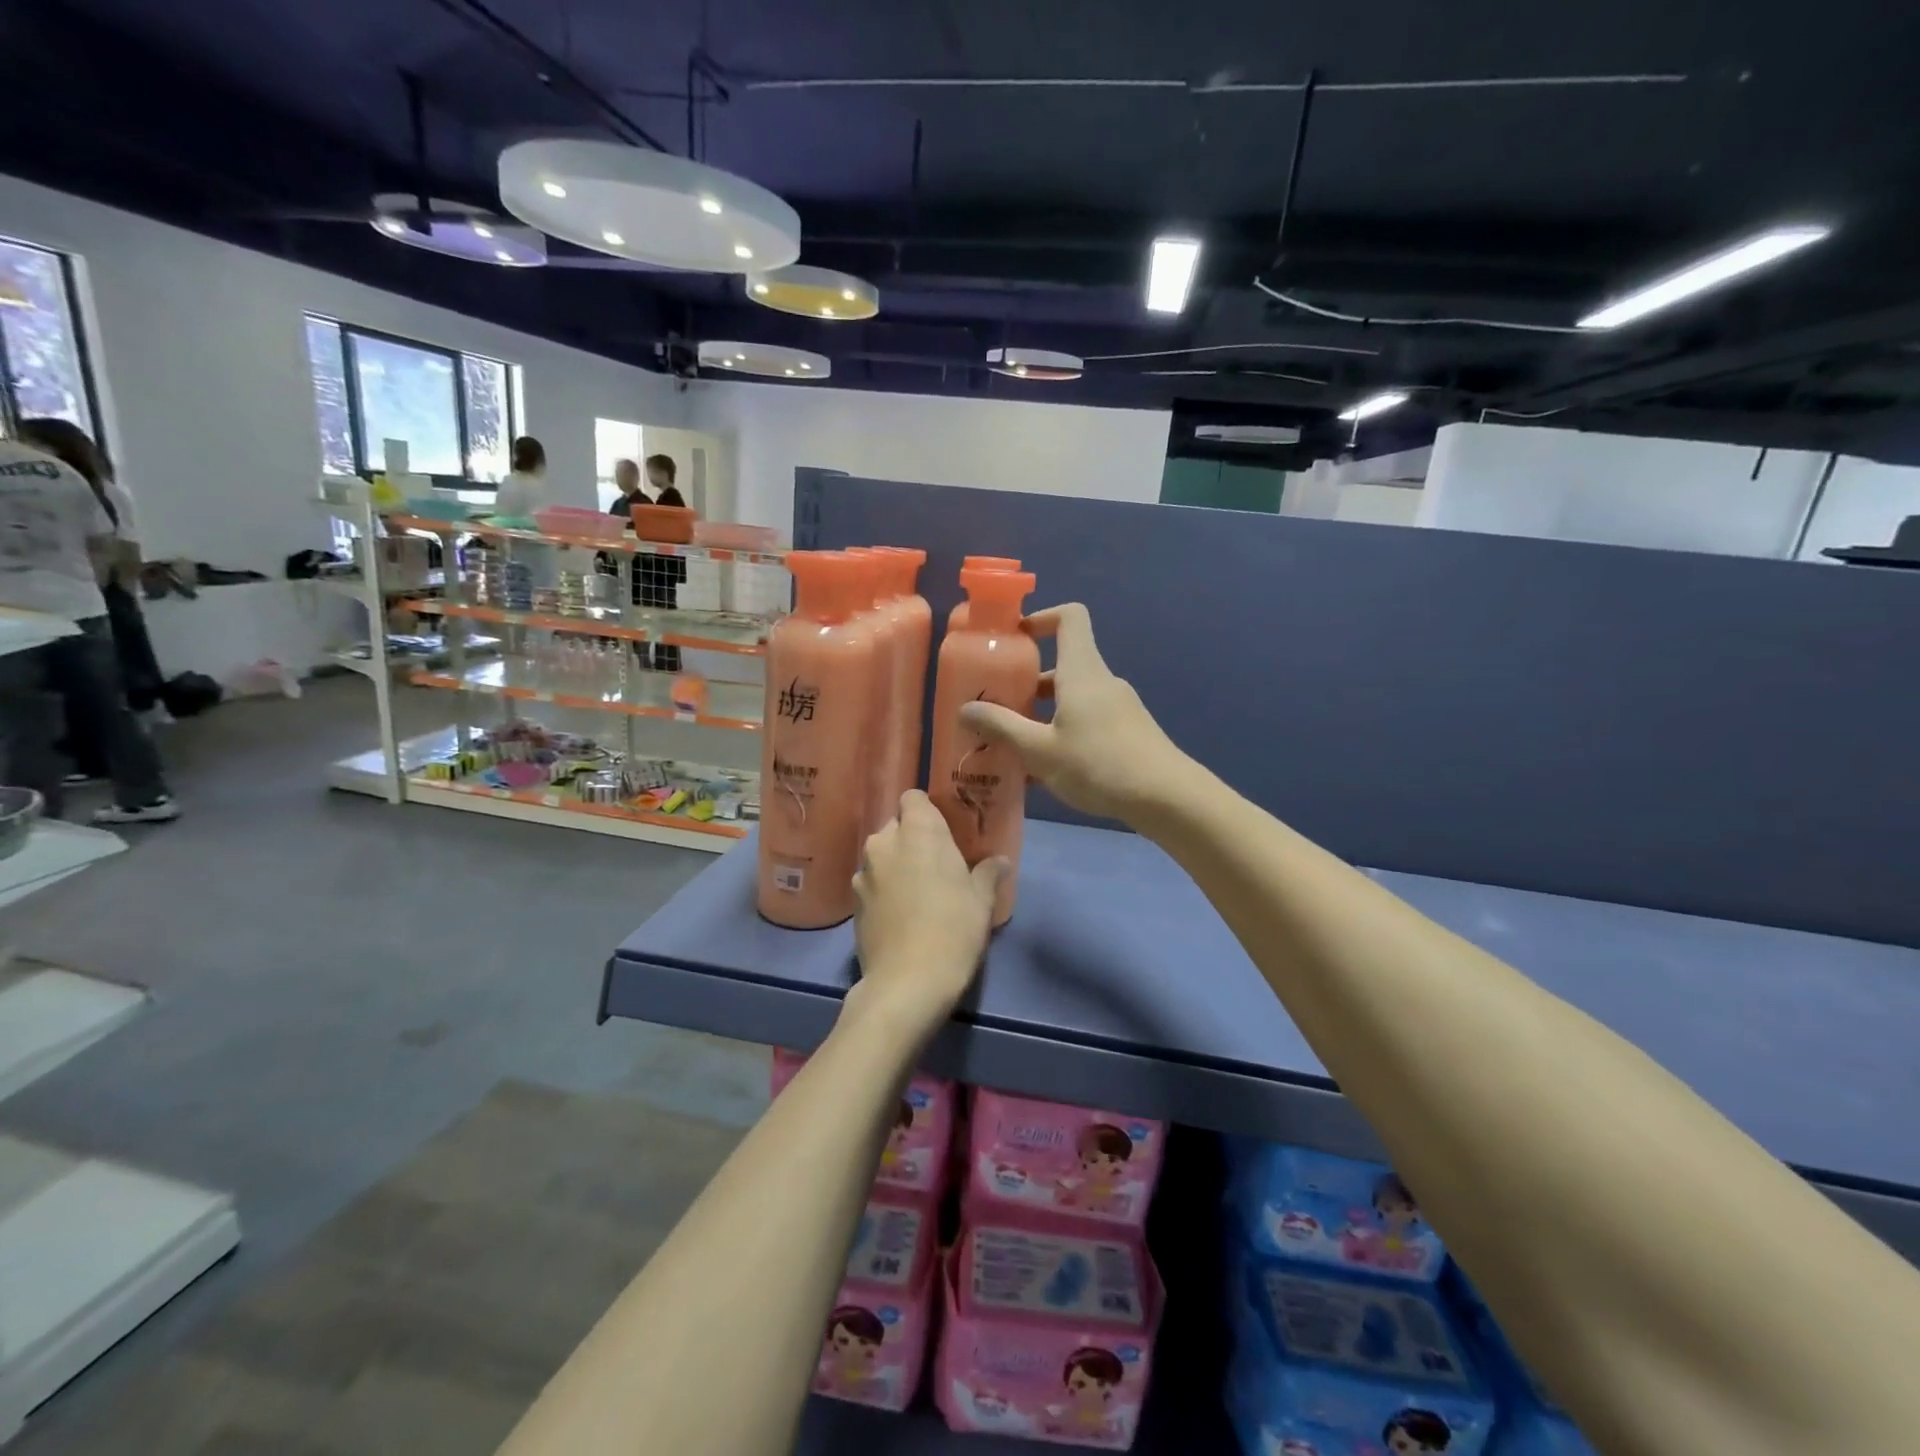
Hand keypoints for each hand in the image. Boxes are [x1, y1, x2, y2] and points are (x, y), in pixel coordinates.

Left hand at [850, 790, 1004, 1031]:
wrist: (907, 983)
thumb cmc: (953, 930)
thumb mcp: (982, 901)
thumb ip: (988, 873)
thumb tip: (1000, 861)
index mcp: (918, 832)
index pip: (913, 797)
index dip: (927, 810)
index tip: (944, 831)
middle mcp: (884, 843)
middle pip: (896, 826)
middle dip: (912, 839)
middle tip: (937, 865)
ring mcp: (863, 873)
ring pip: (882, 855)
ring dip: (896, 865)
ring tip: (917, 893)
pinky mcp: (853, 902)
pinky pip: (871, 882)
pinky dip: (883, 889)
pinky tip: (900, 915)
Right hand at [959, 603, 1189, 823]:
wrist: (1166, 797)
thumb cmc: (1098, 764)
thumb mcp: (1039, 749)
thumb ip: (1001, 727)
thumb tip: (965, 708)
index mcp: (1082, 671)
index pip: (1069, 617)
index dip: (1041, 618)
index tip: (1013, 640)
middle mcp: (1101, 681)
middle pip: (1063, 663)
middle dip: (1027, 681)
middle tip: (998, 705)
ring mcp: (1118, 707)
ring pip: (1072, 697)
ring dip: (1042, 713)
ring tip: (1014, 744)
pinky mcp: (1128, 732)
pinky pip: (1087, 720)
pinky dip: (1063, 732)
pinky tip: (1046, 771)